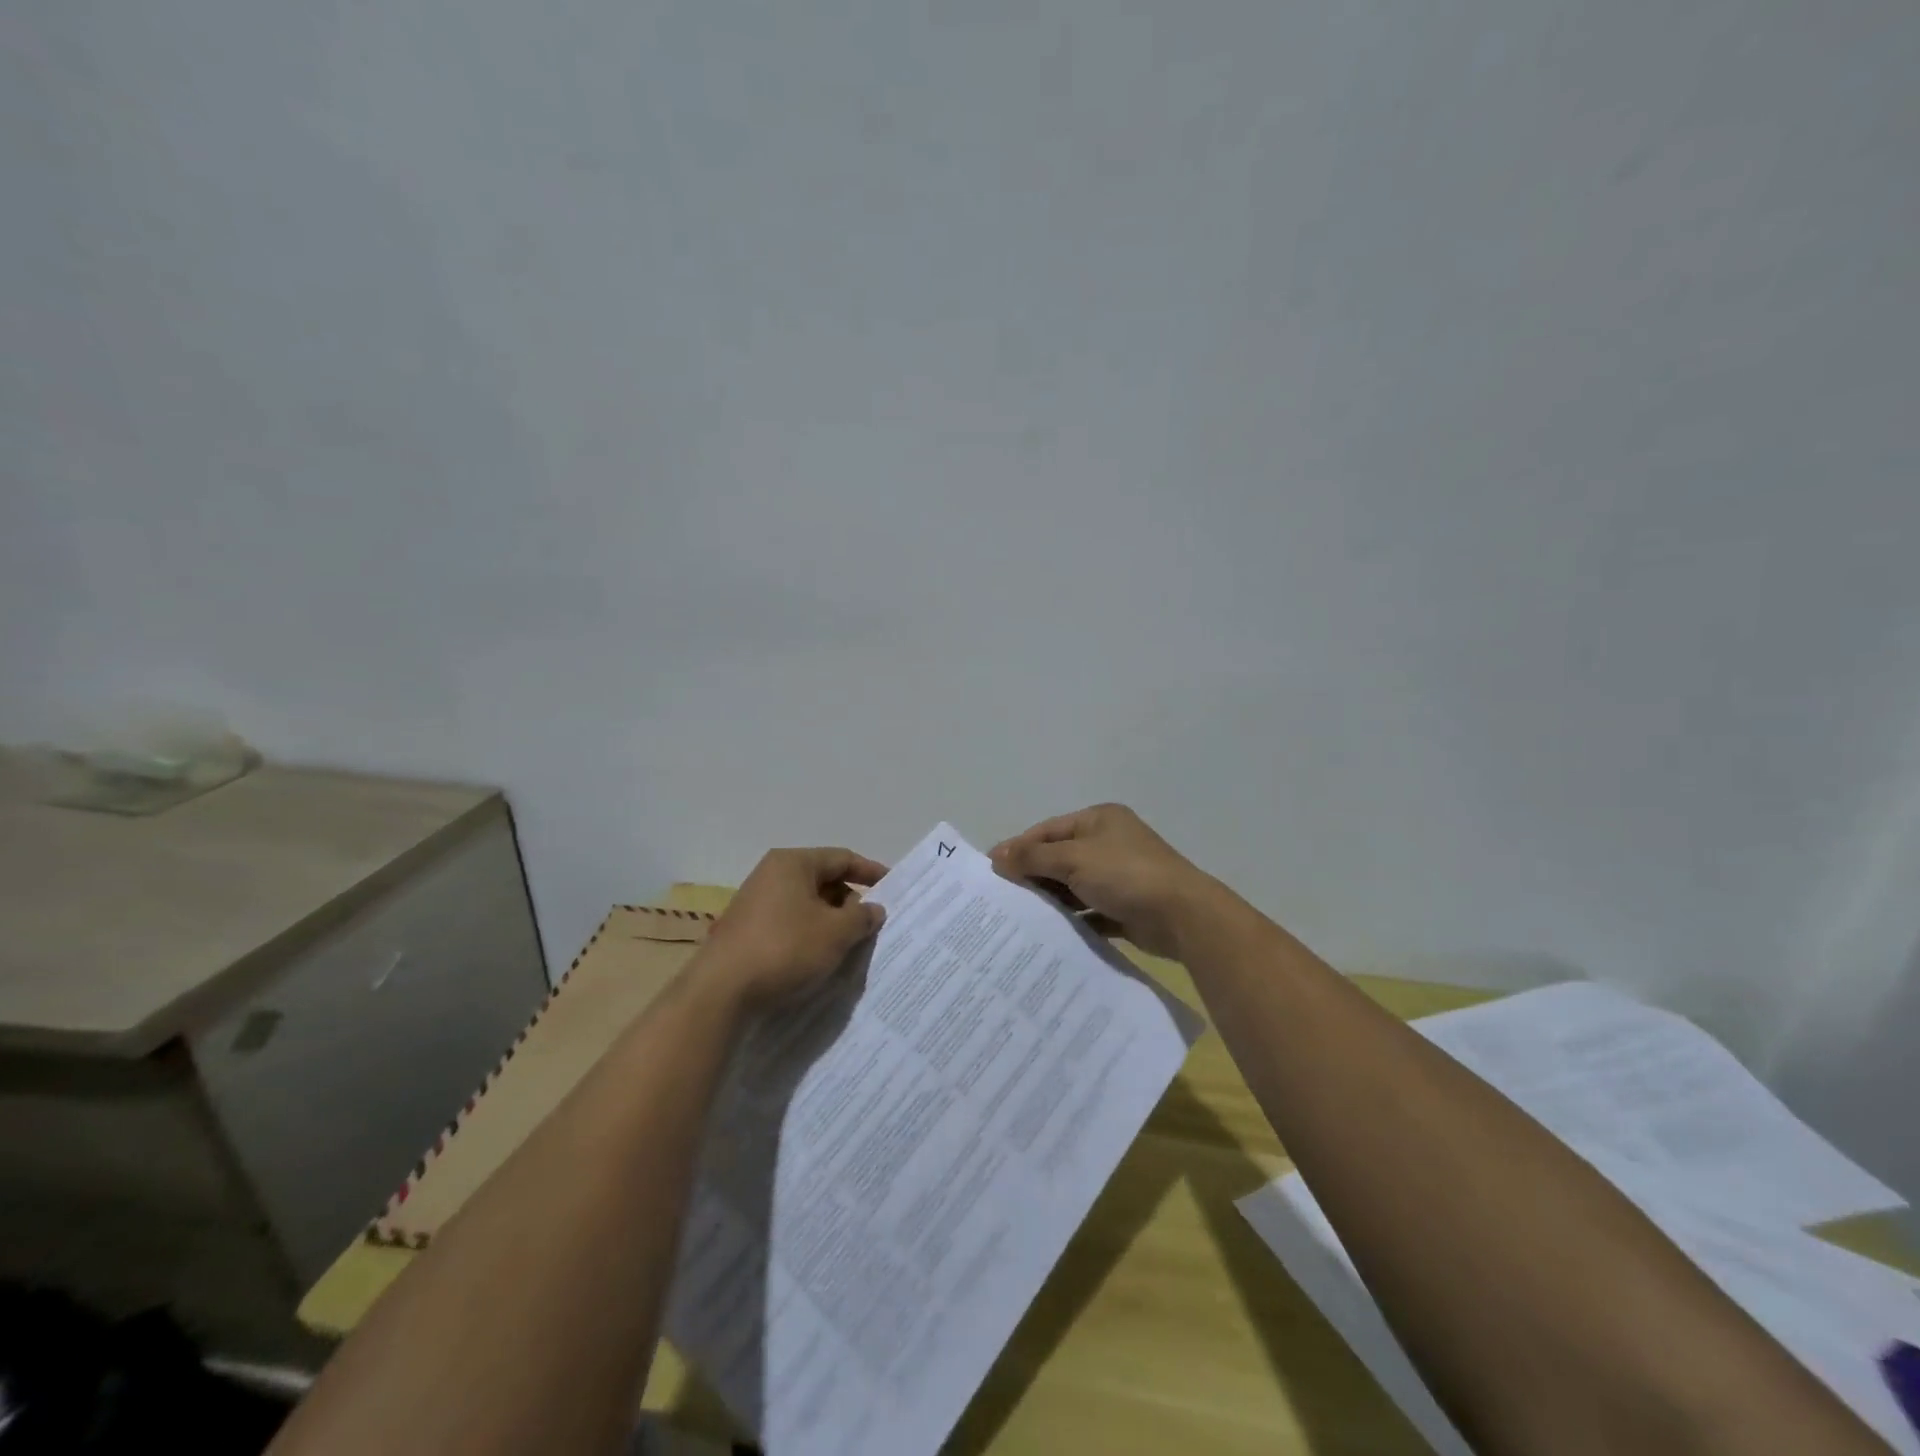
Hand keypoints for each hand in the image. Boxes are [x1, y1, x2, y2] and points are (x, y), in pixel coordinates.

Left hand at [700, 847, 888, 1009]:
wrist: (721, 992)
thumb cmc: (785, 949)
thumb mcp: (836, 933)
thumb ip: (862, 917)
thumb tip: (874, 909)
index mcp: (792, 863)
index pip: (842, 858)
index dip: (870, 872)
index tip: (893, 888)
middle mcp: (771, 874)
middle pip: (823, 880)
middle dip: (850, 902)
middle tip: (872, 925)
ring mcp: (755, 902)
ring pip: (806, 904)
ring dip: (831, 921)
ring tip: (850, 945)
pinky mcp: (746, 930)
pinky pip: (789, 923)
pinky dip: (810, 934)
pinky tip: (819, 958)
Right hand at [990, 804, 1216, 959]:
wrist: (1182, 916)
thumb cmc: (1125, 874)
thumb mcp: (1074, 859)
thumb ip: (1034, 857)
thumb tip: (998, 855)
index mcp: (1098, 820)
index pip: (1048, 830)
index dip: (1019, 847)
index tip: (991, 868)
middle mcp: (1108, 843)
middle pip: (1059, 857)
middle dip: (1033, 875)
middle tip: (1002, 896)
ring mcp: (1119, 876)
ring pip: (1073, 886)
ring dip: (1051, 898)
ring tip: (1019, 916)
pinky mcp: (1125, 907)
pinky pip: (1089, 911)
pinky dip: (1071, 919)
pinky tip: (1049, 932)